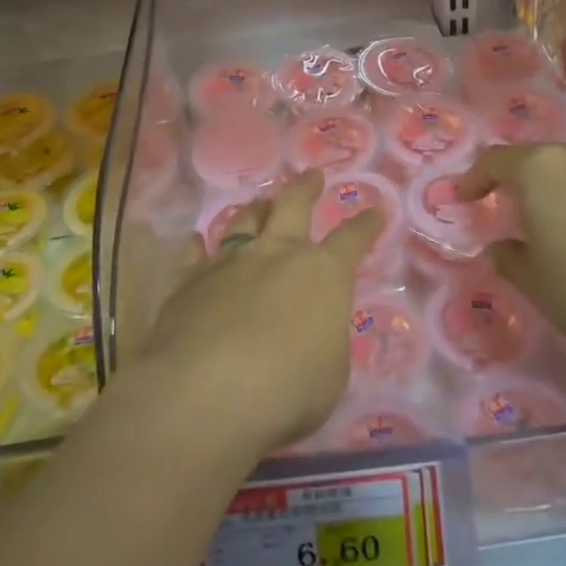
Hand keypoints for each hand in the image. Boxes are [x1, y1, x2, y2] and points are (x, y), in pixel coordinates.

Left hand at [132, 171, 379, 455]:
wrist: (207, 389)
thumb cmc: (287, 389)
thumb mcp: (330, 375)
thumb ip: (325, 342)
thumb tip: (314, 330)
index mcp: (322, 274)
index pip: (351, 240)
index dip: (366, 225)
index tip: (375, 210)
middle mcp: (276, 253)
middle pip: (293, 205)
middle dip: (306, 188)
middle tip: (312, 176)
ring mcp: (230, 261)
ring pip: (244, 220)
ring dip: (256, 208)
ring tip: (260, 202)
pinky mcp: (190, 280)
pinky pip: (195, 253)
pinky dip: (198, 245)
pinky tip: (196, 240)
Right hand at [458, 143, 565, 367]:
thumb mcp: (532, 279)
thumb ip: (508, 257)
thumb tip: (501, 248)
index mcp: (537, 168)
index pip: (493, 161)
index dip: (472, 179)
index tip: (460, 197)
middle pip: (531, 159)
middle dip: (510, 179)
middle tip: (497, 204)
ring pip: (565, 170)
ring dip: (546, 188)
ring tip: (537, 217)